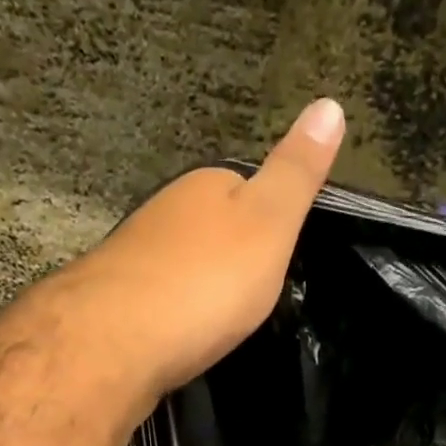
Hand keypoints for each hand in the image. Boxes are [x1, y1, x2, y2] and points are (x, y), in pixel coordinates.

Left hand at [47, 98, 344, 402]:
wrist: (116, 341)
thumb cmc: (206, 281)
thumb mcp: (271, 223)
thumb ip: (297, 173)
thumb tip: (330, 104)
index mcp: (204, 187)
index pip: (245, 188)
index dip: (270, 220)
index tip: (283, 257)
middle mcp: (163, 212)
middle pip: (208, 229)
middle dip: (230, 257)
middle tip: (255, 297)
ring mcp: (132, 257)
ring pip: (180, 265)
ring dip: (199, 287)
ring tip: (221, 320)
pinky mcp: (115, 303)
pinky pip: (158, 302)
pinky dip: (175, 314)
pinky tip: (183, 336)